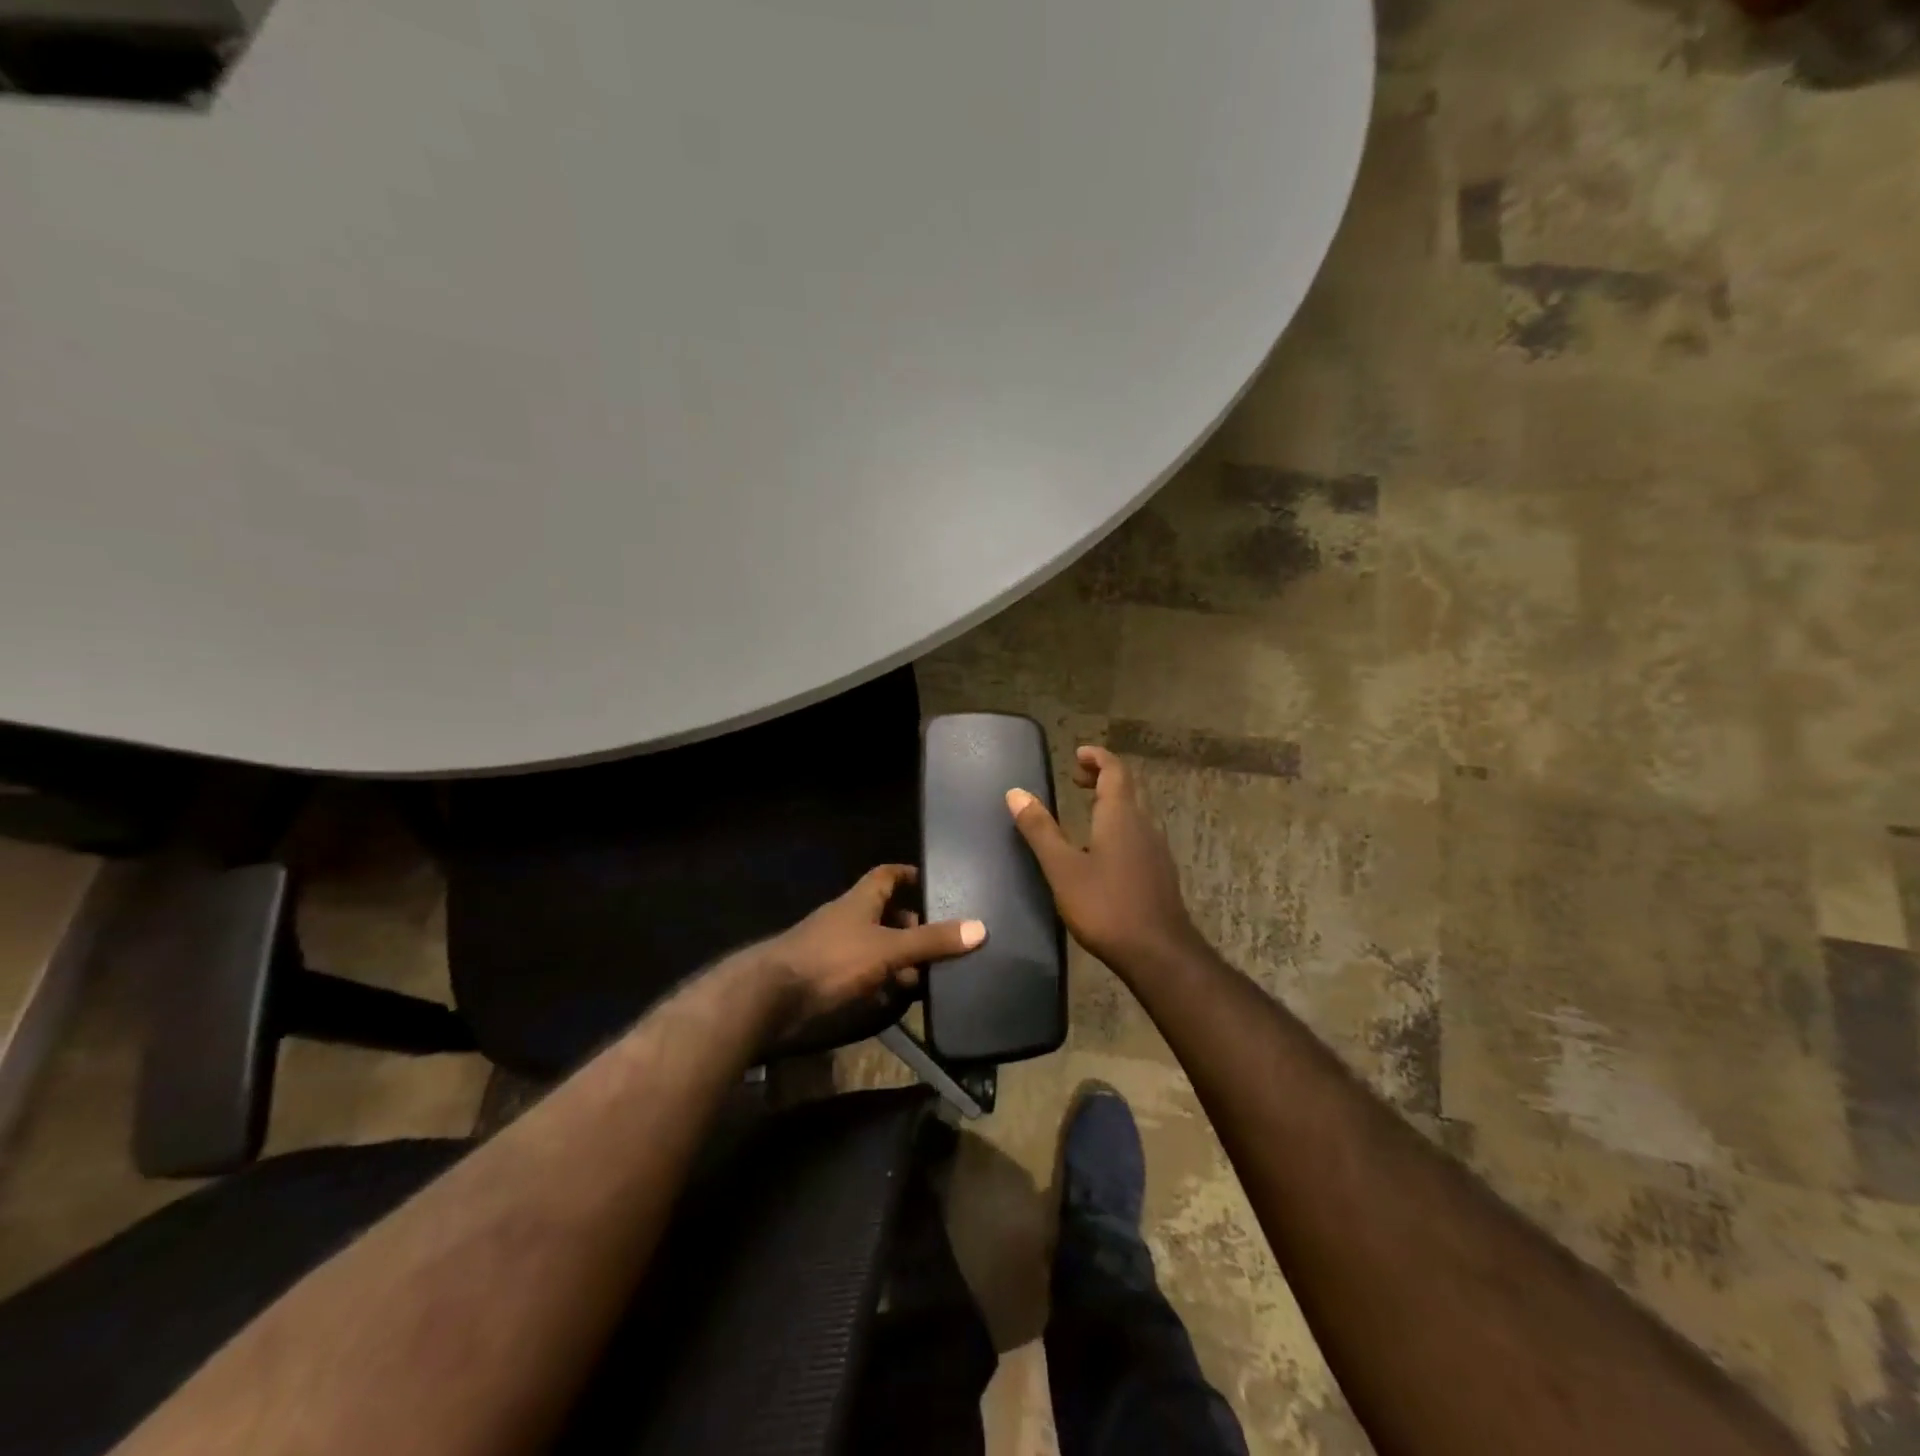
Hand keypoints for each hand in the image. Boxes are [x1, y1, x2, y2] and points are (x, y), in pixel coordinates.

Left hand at [758, 864, 984, 1026]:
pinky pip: (861, 972)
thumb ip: (931, 941)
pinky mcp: (826, 977)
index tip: (936, 884)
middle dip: (911, 926)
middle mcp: (847, 918)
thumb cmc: (833, 959)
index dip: (910, 875)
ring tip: (926, 976)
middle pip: (884, 913)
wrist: (771, 996)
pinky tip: (895, 999)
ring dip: (897, 958)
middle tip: (941, 942)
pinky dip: (880, 981)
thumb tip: (980, 928)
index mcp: (860, 900)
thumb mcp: (888, 948)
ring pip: (874, 946)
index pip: (887, 875)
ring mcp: (834, 948)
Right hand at [1007, 745, 1201, 975]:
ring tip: (1086, 809)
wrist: (1158, 952)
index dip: (1097, 757)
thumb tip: (1016, 792)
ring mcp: (1156, 849)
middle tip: (1077, 778)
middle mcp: (1143, 824)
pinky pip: (1139, 834)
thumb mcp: (1062, 868)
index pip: (1114, 770)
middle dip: (1103, 777)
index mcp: (1120, 816)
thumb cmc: (1106, 906)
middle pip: (1127, 788)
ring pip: (1135, 812)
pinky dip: (1119, 825)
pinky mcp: (1159, 872)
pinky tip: (1103, 850)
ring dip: (1112, 802)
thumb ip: (1040, 829)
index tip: (1078, 753)